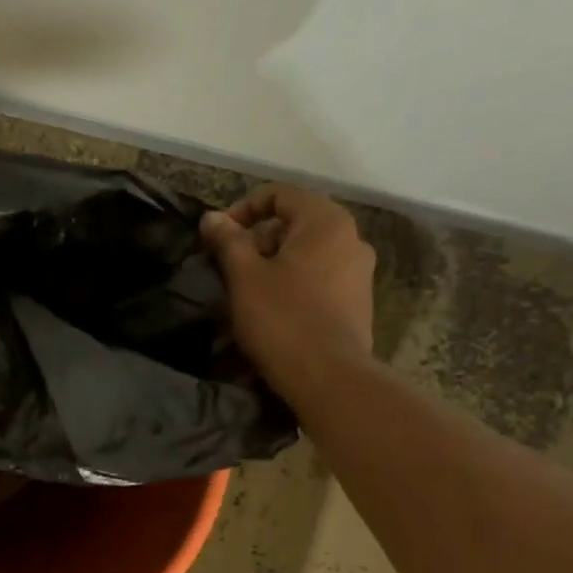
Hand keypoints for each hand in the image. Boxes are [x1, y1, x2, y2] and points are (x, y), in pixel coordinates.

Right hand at [200, 185, 375, 399]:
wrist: (329, 378)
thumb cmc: (282, 319)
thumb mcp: (244, 277)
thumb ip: (228, 241)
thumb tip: (211, 217)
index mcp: (325, 222)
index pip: (279, 195)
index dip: (243, 209)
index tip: (219, 238)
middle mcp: (351, 238)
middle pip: (295, 223)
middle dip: (258, 240)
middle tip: (231, 269)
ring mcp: (360, 272)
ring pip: (308, 254)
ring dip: (275, 265)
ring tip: (249, 294)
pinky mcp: (359, 303)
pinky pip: (321, 279)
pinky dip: (295, 284)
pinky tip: (275, 312)